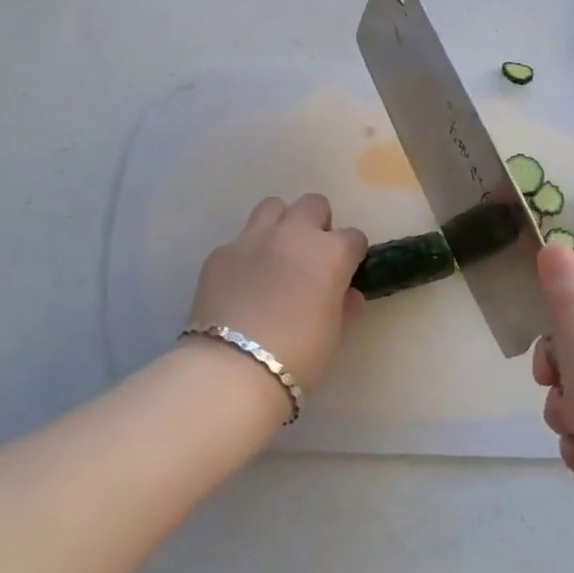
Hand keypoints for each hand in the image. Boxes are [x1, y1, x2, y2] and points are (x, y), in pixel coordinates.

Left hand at [187, 194, 368, 390]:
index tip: (345, 273)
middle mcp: (293, 234)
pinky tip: (243, 282)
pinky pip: (240, 240)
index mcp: (330, 253)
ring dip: (281, 224)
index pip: (353, 237)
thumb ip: (343, 306)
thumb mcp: (333, 334)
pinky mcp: (220, 253)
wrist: (234, 368)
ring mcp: (253, 239)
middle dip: (318, 224)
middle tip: (312, 257)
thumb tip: (347, 294)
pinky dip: (247, 254)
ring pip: (273, 207)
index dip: (351, 254)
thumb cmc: (299, 356)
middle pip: (313, 204)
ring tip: (277, 255)